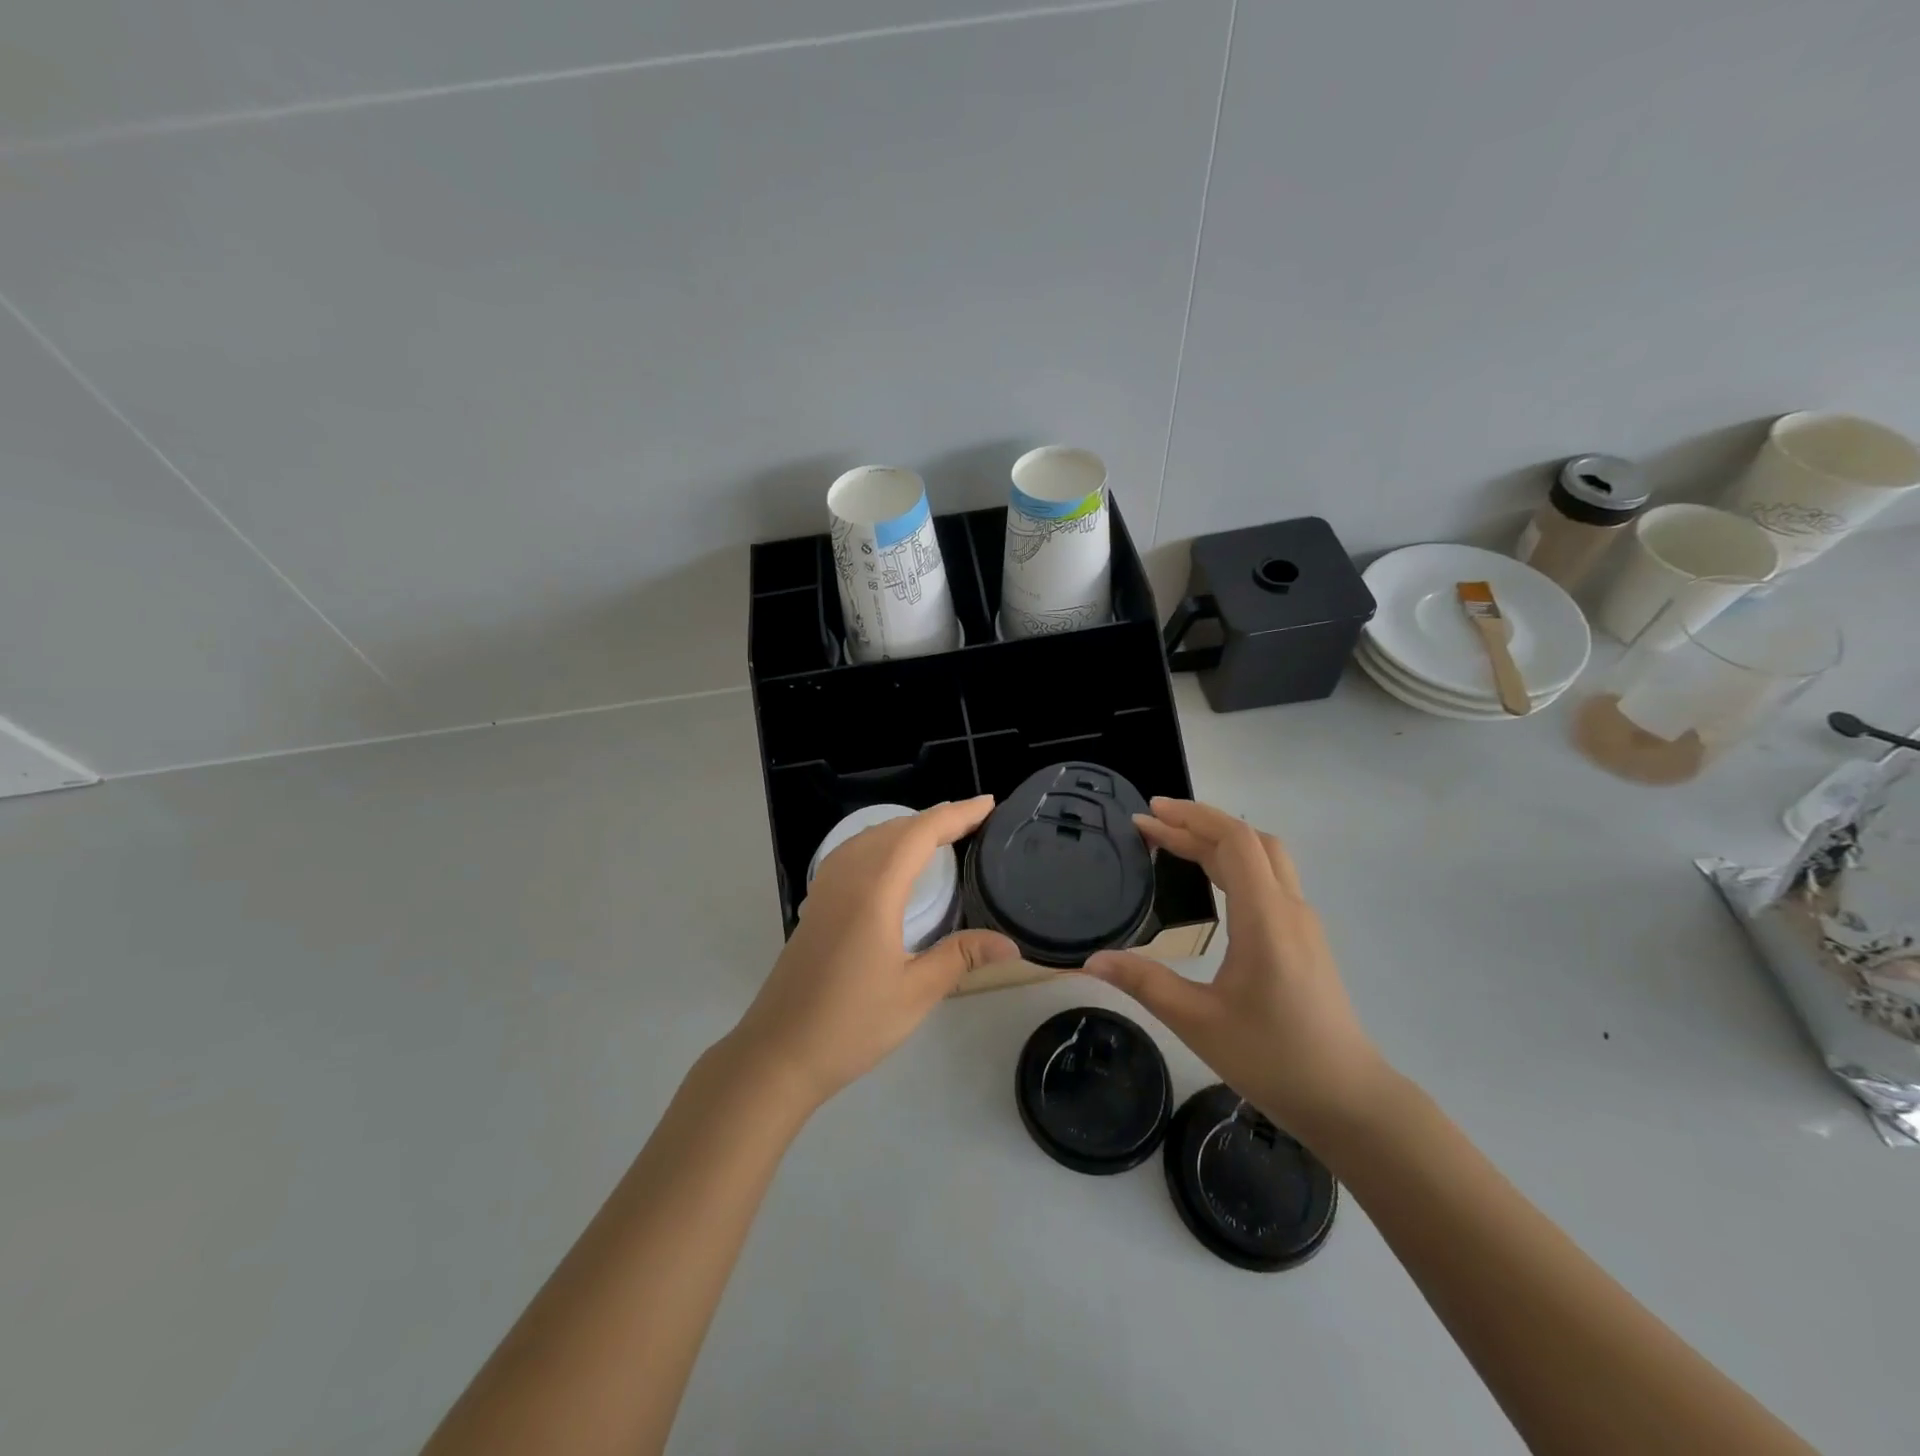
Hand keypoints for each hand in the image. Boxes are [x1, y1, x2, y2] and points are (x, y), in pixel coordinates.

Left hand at [728, 797, 1017, 1109]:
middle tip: (974, 820)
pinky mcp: (815, 904)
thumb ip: (960, 957)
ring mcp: (825, 889)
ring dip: (906, 828)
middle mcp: (847, 878)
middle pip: (895, 829)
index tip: (988, 804)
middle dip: (936, 818)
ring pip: (869, 837)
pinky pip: (851, 853)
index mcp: (874, 891)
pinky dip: (880, 842)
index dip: (956, 815)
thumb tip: (1011, 944)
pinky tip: (889, 861)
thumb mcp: (915, 993)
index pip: (920, 835)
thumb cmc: (851, 1024)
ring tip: (940, 835)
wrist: (778, 1052)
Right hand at [1085, 798, 1391, 1139]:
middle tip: (1152, 825)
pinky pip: (1271, 880)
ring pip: (1265, 858)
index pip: (1234, 842)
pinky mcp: (1306, 939)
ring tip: (1175, 843)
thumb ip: (1144, 983)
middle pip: (1250, 840)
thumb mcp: (1197, 1023)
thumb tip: (1091, 960)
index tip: (1147, 815)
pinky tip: (1212, 881)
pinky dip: (1236, 863)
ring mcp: (1303, 923)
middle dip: (1199, 823)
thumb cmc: (1274, 1059)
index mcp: (1266, 919)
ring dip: (1220, 841)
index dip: (1190, 819)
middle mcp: (1290, 909)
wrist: (1348, 1101)